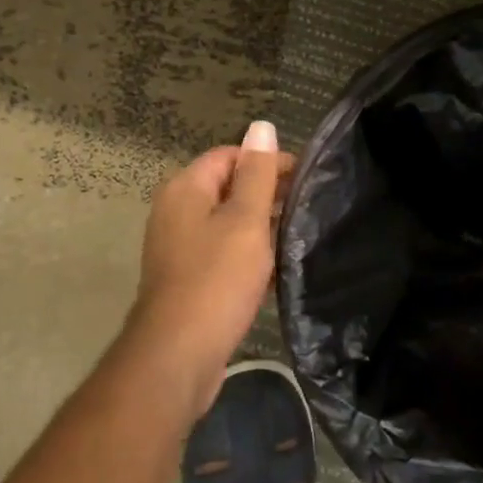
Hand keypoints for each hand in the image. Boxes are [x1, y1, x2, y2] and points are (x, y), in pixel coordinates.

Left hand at [125, 122, 291, 420]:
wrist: (177, 357)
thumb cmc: (215, 280)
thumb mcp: (245, 220)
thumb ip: (257, 173)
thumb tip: (262, 125)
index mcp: (186, 189)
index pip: (231, 155)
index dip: (267, 161)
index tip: (305, 177)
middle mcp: (176, 211)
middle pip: (227, 187)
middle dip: (266, 194)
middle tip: (306, 207)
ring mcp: (178, 247)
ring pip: (226, 223)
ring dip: (259, 227)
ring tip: (296, 236)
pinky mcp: (186, 278)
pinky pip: (222, 253)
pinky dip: (247, 255)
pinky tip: (275, 270)